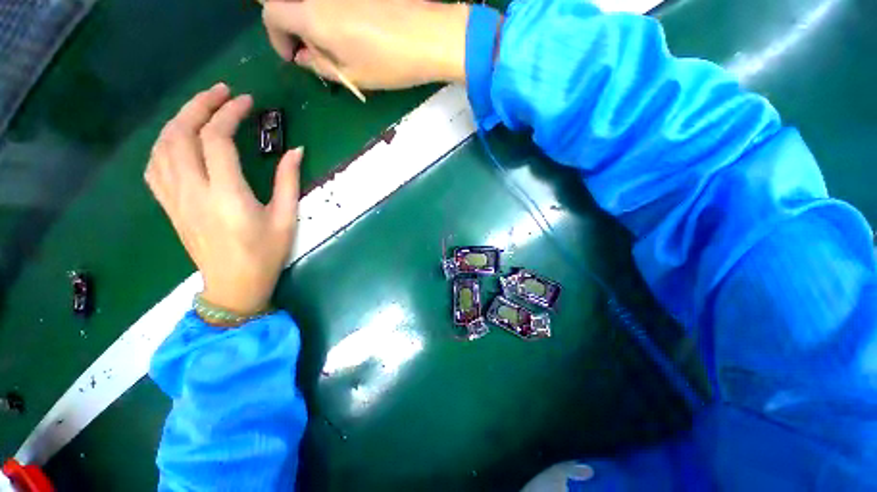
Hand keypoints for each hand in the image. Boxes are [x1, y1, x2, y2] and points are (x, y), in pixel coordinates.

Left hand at [145, 83, 301, 314]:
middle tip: (221, 92)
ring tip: (201, 109)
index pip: (217, 141)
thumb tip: (295, 150)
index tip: (247, 102)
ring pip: (162, 147)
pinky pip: (155, 167)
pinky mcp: (170, 207)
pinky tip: (178, 139)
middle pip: (181, 135)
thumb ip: (289, 181)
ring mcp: (176, 199)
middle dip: (200, 105)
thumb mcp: (285, 218)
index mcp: (227, 196)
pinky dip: (163, 144)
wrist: (234, 286)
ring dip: (179, 120)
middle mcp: (194, 192)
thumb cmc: (266, 254)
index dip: (230, 114)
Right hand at [262, 0, 469, 88]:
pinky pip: (336, 1)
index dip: (275, 36)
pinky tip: (354, 30)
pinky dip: (334, 14)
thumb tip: (305, 57)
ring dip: (316, 21)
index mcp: (312, 14)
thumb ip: (321, 66)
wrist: (430, 36)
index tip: (293, 56)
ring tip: (340, 45)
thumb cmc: (390, 63)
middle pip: (291, 4)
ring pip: (314, 3)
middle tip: (316, 52)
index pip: (271, 13)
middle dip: (295, 28)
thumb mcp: (353, 76)